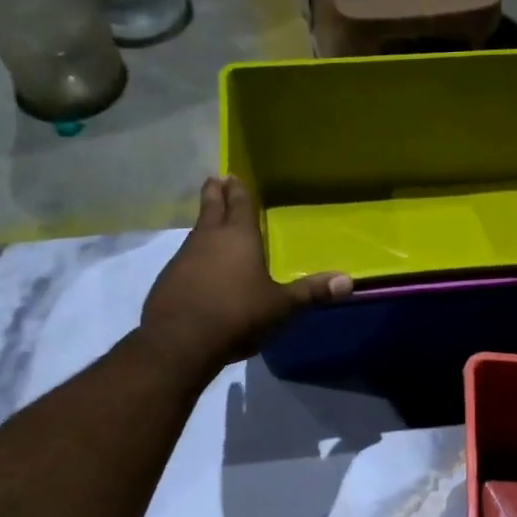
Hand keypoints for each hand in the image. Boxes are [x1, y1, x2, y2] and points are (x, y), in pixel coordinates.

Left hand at [140, 176, 350, 371]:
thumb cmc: (238, 315)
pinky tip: (197, 267)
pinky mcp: (168, 280)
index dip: (238, 190)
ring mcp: (184, 258)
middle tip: (214, 179)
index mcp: (239, 237)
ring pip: (196, 232)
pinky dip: (193, 255)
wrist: (180, 341)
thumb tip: (348, 281)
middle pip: (211, 208)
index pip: (239, 204)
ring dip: (204, 224)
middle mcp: (208, 239)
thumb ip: (311, 292)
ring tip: (210, 222)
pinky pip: (184, 258)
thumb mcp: (281, 307)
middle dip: (215, 193)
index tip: (232, 175)